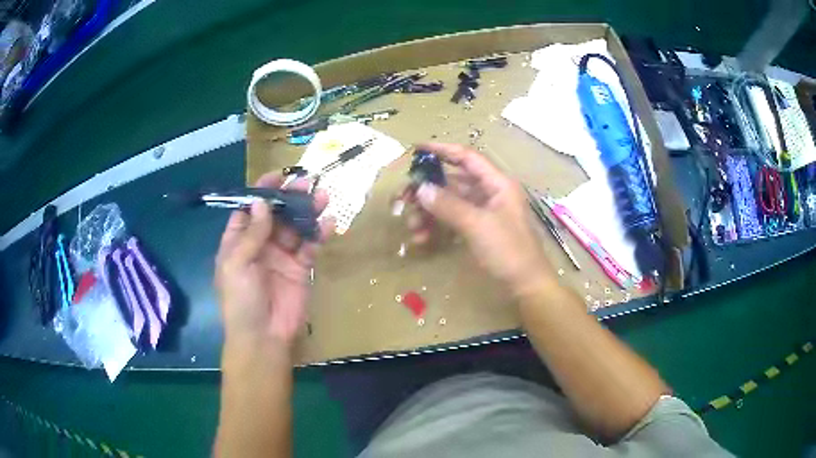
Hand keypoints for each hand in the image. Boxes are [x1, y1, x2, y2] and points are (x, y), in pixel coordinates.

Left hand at [215, 173, 332, 348]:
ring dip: (308, 211)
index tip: (278, 176)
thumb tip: (261, 202)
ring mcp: (282, 256)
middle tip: (307, 183)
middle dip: (290, 198)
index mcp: (238, 241)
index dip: (262, 192)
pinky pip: (310, 246)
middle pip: (276, 214)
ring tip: (323, 197)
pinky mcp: (301, 268)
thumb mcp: (237, 264)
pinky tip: (329, 223)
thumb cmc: (241, 300)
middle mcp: (260, 244)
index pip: (250, 210)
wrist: (263, 337)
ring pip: (296, 227)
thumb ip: (251, 234)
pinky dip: (319, 234)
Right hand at [406, 143, 554, 296]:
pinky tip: (422, 238)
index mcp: (497, 183)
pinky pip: (453, 220)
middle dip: (428, 189)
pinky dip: (437, 226)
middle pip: (453, 182)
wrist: (526, 285)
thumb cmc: (508, 250)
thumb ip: (448, 205)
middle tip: (403, 198)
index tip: (416, 150)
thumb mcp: (477, 225)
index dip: (442, 150)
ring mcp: (484, 213)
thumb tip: (420, 188)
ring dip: (429, 212)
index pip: (467, 157)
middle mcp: (490, 193)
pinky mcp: (478, 230)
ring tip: (411, 226)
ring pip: (450, 203)